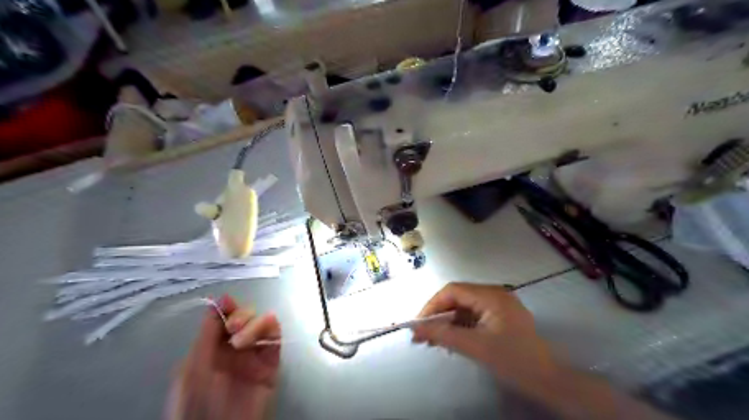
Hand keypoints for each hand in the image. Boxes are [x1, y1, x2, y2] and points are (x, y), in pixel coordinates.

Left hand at [167, 296, 280, 419]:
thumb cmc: (196, 404)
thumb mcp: (193, 367)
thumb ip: (207, 334)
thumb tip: (217, 301)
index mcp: (212, 348)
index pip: (223, 318)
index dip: (227, 306)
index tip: (227, 300)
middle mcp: (235, 348)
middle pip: (245, 317)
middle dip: (241, 315)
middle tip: (233, 326)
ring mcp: (254, 354)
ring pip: (262, 323)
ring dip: (254, 323)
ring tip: (241, 339)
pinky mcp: (272, 361)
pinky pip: (276, 337)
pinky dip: (270, 328)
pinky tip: (261, 331)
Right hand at [412, 282, 557, 390]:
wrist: (548, 381)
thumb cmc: (513, 360)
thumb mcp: (475, 347)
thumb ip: (443, 334)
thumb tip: (415, 328)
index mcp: (491, 295)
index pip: (453, 290)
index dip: (432, 305)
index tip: (419, 324)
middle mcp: (494, 294)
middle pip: (458, 297)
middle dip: (439, 315)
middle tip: (423, 334)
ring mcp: (498, 305)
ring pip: (464, 307)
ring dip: (448, 322)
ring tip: (434, 340)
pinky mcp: (500, 317)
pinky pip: (473, 316)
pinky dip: (460, 327)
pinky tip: (452, 341)